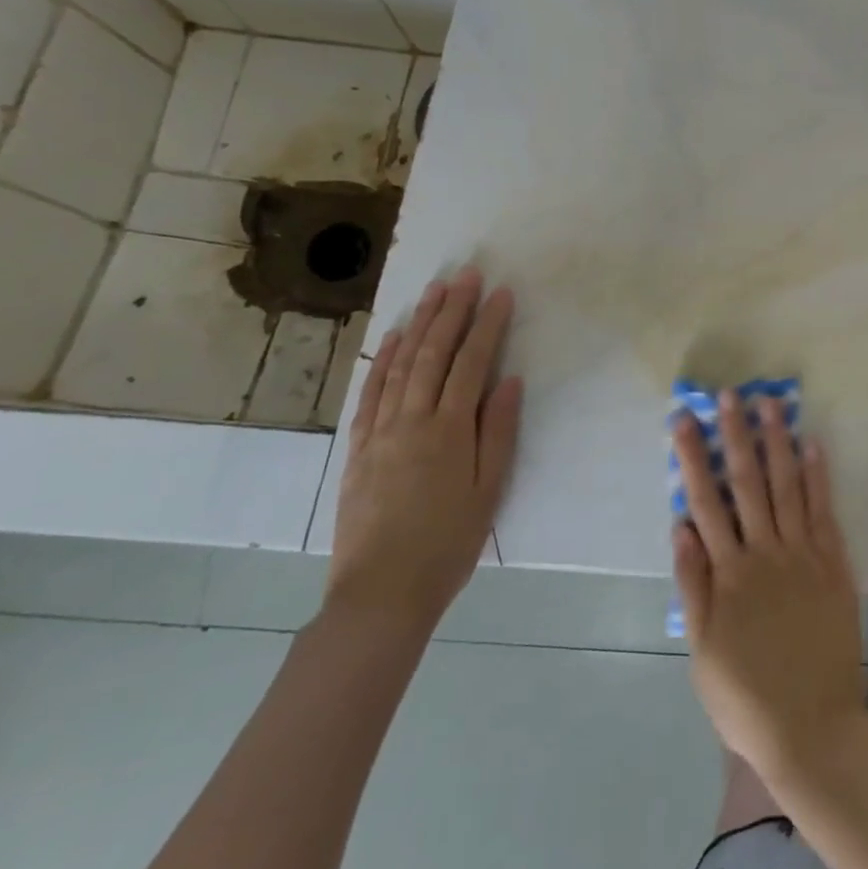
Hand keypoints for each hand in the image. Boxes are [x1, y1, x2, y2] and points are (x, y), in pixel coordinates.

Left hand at [326, 268, 522, 634]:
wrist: (381, 593)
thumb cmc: (448, 543)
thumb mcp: (489, 490)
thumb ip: (499, 431)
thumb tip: (509, 381)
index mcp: (449, 431)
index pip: (470, 363)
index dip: (487, 325)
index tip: (501, 293)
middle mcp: (411, 421)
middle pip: (433, 354)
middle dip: (452, 311)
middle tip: (466, 276)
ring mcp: (380, 432)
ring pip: (399, 365)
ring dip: (418, 324)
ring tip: (434, 292)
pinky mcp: (358, 448)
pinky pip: (370, 393)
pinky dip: (382, 361)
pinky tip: (392, 338)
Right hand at [672, 391, 864, 780]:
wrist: (811, 727)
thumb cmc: (745, 695)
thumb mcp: (703, 650)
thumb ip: (693, 584)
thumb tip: (681, 526)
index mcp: (729, 573)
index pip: (705, 502)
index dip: (694, 458)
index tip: (686, 420)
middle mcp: (765, 552)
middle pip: (747, 483)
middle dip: (736, 436)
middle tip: (730, 395)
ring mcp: (803, 555)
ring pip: (788, 487)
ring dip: (778, 443)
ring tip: (771, 404)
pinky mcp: (834, 564)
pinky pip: (825, 512)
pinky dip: (819, 477)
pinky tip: (813, 445)